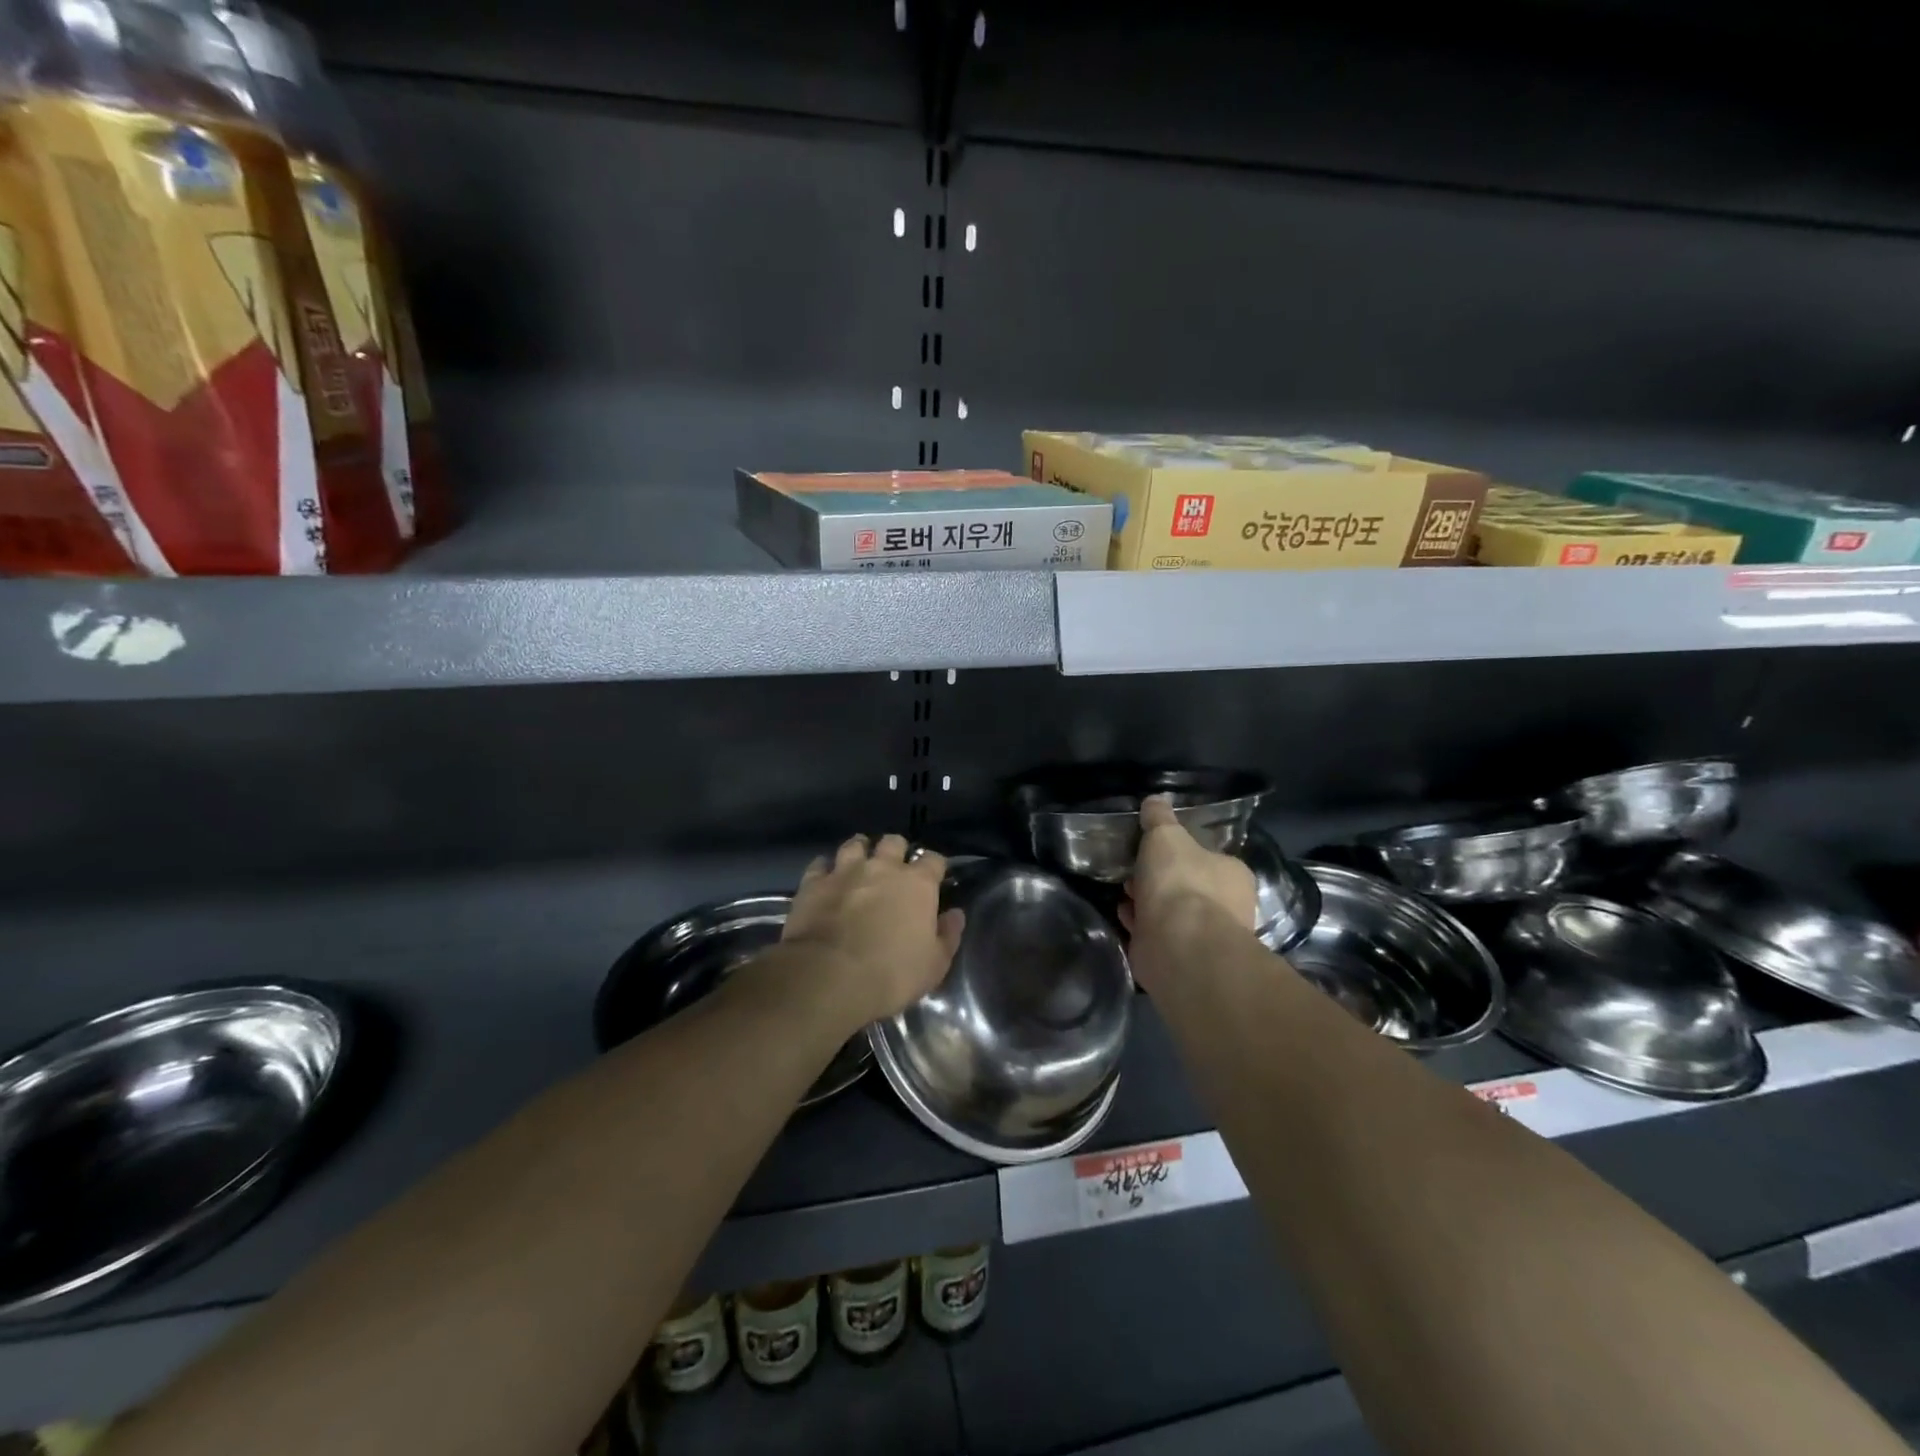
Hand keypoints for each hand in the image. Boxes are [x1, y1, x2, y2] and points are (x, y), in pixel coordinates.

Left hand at [781, 834, 965, 1029]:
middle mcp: (882, 867)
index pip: (933, 859)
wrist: (829, 977)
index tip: (934, 878)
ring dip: (860, 851)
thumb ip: (949, 935)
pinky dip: (825, 869)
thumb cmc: (892, 973)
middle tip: (894, 869)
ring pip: (855, 844)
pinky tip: (825, 879)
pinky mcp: (814, 883)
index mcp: (917, 884)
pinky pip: (820, 864)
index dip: (935, 866)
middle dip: (896, 850)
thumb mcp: (935, 964)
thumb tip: (956, 914)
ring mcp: (845, 871)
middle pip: (893, 841)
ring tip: (859, 864)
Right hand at [1121, 795, 1258, 944]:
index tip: (1153, 850)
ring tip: (1124, 894)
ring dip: (1147, 903)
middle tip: (1133, 872)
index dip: (1180, 853)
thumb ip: (1159, 818)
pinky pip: (1157, 935)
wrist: (1179, 945)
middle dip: (1159, 880)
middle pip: (1188, 886)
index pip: (1208, 858)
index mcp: (1233, 874)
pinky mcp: (1182, 959)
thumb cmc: (1181, 882)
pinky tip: (1124, 916)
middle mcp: (1228, 906)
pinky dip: (1141, 925)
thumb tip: (1155, 800)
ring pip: (1171, 912)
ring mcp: (1205, 937)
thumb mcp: (1166, 835)